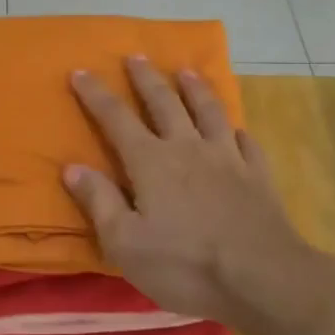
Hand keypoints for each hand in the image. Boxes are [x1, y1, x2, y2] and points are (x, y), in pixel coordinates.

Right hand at [64, 57, 332, 328]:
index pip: (116, 118)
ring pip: (209, 111)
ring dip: (195, 89)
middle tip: (136, 56)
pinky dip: (237, 131)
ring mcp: (228, 158)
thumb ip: (99, 201)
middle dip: (146, 78)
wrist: (263, 278)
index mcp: (151, 162)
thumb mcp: (125, 243)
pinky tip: (237, 130)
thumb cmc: (185, 264)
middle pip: (164, 102)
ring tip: (186, 71)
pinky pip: (247, 143)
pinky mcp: (257, 176)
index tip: (80, 71)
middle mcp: (188, 148)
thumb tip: (72, 167)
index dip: (96, 94)